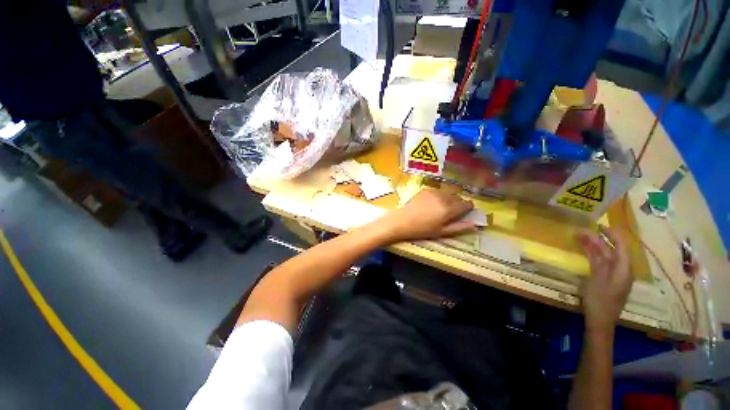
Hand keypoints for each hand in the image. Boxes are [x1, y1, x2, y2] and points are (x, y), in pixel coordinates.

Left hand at [379, 190, 474, 242]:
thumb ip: (459, 227)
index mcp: (449, 209)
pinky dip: (439, 196)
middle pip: (458, 197)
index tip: (465, 211)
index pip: (466, 204)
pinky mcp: (425, 189)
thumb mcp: (442, 232)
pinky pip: (437, 191)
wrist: (402, 220)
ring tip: (440, 208)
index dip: (468, 207)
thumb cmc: (422, 229)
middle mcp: (443, 197)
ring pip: (448, 193)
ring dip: (448, 198)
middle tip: (451, 211)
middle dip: (458, 203)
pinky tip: (431, 203)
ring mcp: (434, 192)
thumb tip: (475, 224)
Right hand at [576, 227, 632, 333]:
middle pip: (612, 250)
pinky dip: (592, 255)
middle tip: (583, 230)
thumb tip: (592, 239)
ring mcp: (613, 275)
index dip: (613, 234)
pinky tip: (584, 250)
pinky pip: (600, 263)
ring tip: (580, 236)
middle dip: (599, 239)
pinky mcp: (605, 280)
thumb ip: (596, 258)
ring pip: (604, 256)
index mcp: (624, 269)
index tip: (600, 225)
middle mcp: (621, 270)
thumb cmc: (600, 300)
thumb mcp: (597, 278)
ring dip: (594, 246)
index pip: (622, 246)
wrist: (599, 321)